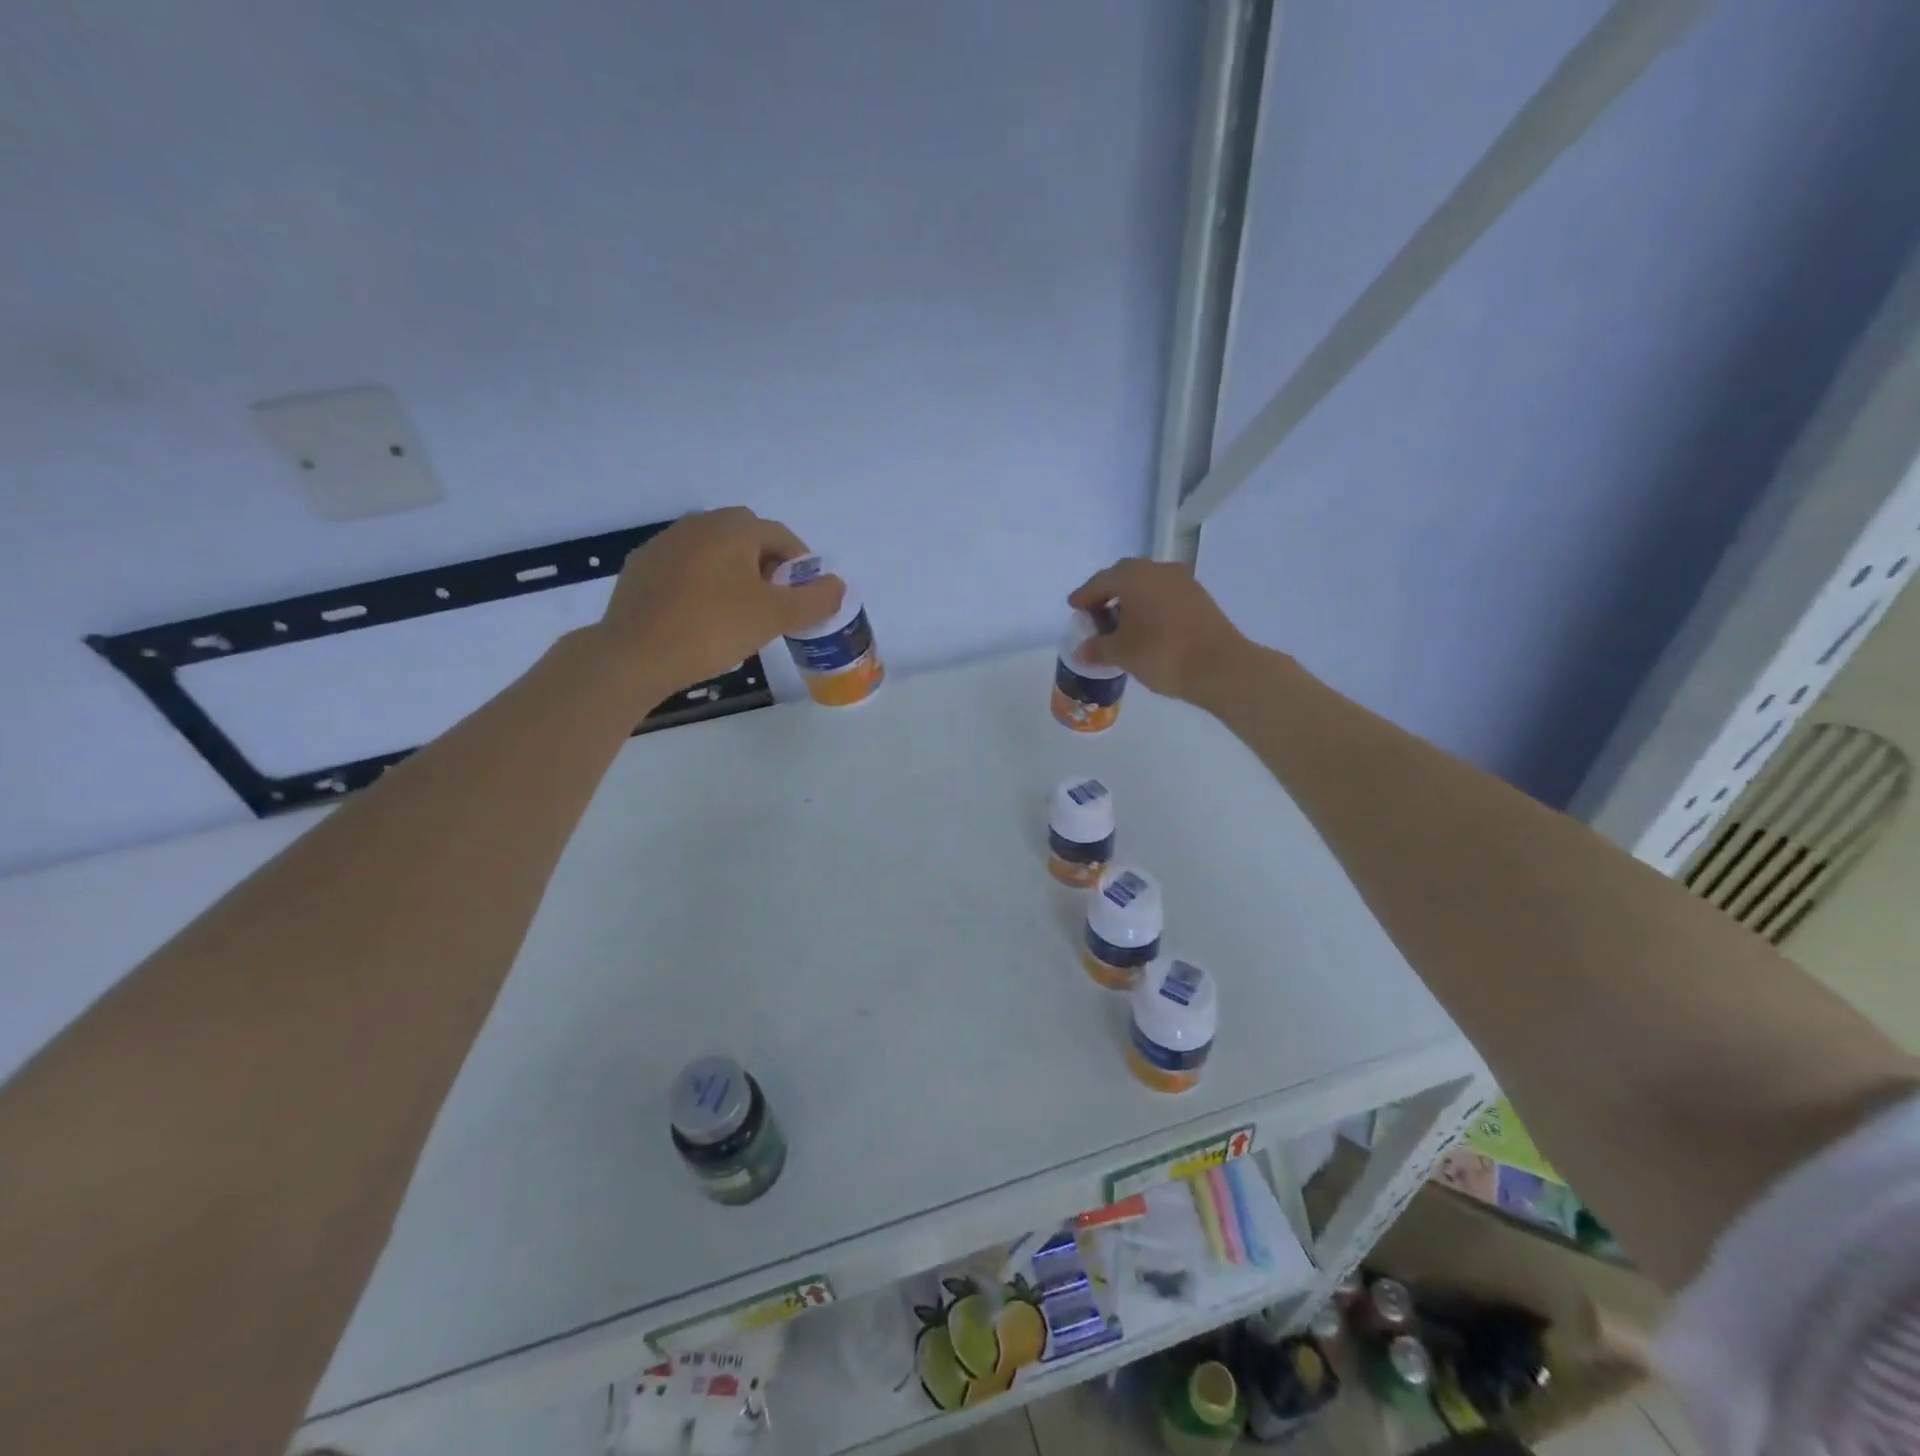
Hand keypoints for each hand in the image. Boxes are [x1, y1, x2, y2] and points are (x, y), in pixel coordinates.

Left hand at [597, 508, 843, 693]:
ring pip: (714, 551)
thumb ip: (815, 599)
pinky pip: (685, 568)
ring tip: (738, 613)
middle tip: (773, 605)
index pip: (781, 536)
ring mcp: (664, 543)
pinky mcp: (641, 568)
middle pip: (746, 538)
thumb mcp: (776, 617)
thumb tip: (837, 586)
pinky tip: (701, 617)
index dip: (800, 566)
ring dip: (734, 573)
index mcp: (733, 528)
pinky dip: (702, 584)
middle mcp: (698, 524)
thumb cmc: (713, 629)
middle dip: (766, 566)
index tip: (803, 598)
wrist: (634, 655)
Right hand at [1069, 558, 1251, 702]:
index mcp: (1133, 576)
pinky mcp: (1199, 597)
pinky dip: (1150, 606)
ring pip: (1147, 584)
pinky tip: (1146, 627)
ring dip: (1131, 600)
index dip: (1084, 596)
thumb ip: (1096, 648)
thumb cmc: (1161, 653)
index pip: (1100, 582)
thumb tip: (1081, 651)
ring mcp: (1182, 581)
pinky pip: (1164, 595)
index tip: (1073, 608)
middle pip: (1124, 577)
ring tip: (1120, 624)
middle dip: (1107, 593)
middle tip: (1095, 614)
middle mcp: (1157, 569)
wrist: (1219, 666)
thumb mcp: (1120, 653)